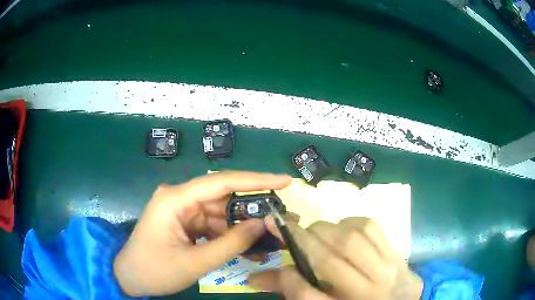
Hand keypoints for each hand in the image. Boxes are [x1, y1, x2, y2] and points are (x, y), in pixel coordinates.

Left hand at [113, 171, 291, 295]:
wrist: (130, 278)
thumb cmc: (155, 270)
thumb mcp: (195, 262)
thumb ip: (231, 244)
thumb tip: (263, 224)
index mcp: (175, 199)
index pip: (221, 182)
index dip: (256, 180)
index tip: (285, 181)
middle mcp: (179, 198)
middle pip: (224, 198)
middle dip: (254, 210)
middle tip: (283, 217)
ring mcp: (182, 210)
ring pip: (221, 214)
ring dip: (244, 227)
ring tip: (271, 238)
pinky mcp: (184, 222)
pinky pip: (213, 225)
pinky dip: (230, 236)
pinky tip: (249, 248)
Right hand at [254, 217, 422, 299]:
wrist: (403, 299)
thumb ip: (298, 292)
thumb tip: (259, 277)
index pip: (307, 298)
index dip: (283, 278)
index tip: (268, 258)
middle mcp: (366, 292)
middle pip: (328, 262)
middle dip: (303, 241)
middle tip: (293, 234)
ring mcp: (385, 268)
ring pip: (349, 241)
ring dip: (325, 230)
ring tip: (317, 233)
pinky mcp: (394, 249)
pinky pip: (369, 227)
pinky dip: (348, 222)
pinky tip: (344, 230)